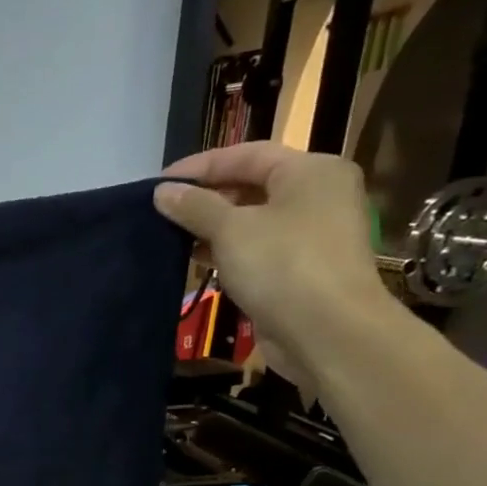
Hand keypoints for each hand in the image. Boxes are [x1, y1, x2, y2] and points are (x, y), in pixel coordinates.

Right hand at [155, 143, 394, 387]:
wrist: (327, 331)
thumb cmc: (282, 265)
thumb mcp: (231, 230)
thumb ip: (194, 207)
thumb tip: (162, 192)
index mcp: (310, 171)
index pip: (246, 154)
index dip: (199, 166)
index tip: (159, 184)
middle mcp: (316, 195)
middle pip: (251, 185)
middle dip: (205, 197)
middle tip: (161, 211)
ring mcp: (311, 233)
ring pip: (252, 219)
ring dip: (212, 227)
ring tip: (171, 236)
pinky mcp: (301, 268)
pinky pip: (257, 248)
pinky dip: (227, 250)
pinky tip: (197, 260)